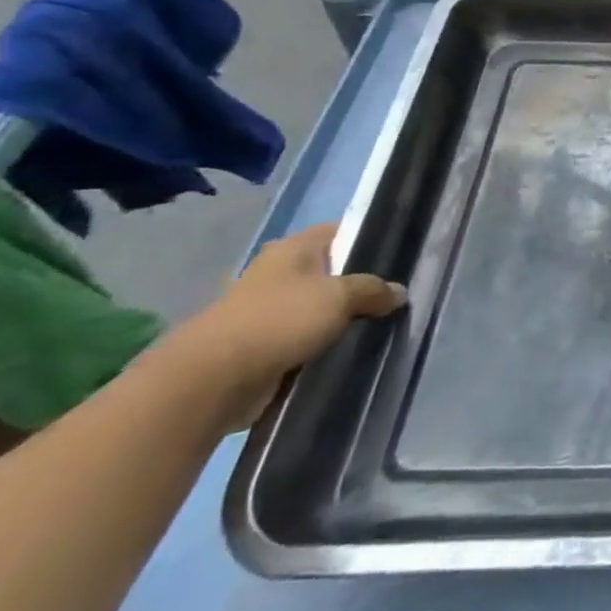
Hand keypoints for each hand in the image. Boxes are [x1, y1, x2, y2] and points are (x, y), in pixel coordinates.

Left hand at [171, 223, 405, 419]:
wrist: (212, 380)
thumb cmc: (280, 320)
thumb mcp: (341, 296)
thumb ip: (374, 290)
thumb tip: (398, 292)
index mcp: (293, 249)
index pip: (340, 231)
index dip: (369, 239)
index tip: (398, 255)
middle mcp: (277, 272)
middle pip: (330, 271)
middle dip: (358, 284)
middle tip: (393, 296)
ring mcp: (265, 309)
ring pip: (318, 307)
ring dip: (340, 318)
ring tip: (377, 326)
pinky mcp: (260, 344)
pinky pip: (303, 338)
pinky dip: (322, 344)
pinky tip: (347, 350)